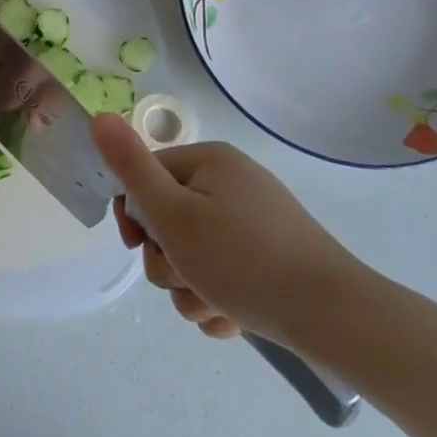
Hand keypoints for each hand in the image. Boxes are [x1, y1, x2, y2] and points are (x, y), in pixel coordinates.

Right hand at [93, 113, 363, 346]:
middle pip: (168, 220)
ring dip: (189, 287)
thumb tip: (99, 117)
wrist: (336, 319)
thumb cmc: (243, 260)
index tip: (139, 246)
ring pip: (194, 254)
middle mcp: (233, 184)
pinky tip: (231, 319)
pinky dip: (218, 298)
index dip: (134, 216)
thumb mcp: (172, 213)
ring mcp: (256, 223)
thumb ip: (130, 167)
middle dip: (167, 261)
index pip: (146, 178)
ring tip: (212, 306)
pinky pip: (225, 274)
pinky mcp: (273, 259)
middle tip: (184, 278)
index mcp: (210, 162)